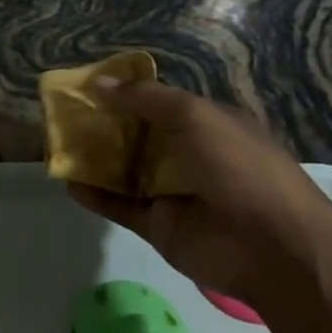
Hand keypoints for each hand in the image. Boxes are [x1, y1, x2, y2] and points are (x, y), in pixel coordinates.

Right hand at [67, 79, 331, 309]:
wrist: (275, 248)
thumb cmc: (240, 167)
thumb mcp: (194, 115)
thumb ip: (144, 98)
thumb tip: (97, 84)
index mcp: (207, 125)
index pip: (159, 103)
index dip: (125, 93)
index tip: (87, 86)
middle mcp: (189, 156)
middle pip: (137, 135)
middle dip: (102, 124)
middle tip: (63, 113)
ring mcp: (173, 193)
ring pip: (124, 170)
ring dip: (93, 157)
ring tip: (56, 143)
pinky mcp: (159, 227)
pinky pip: (120, 206)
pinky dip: (95, 195)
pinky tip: (67, 181)